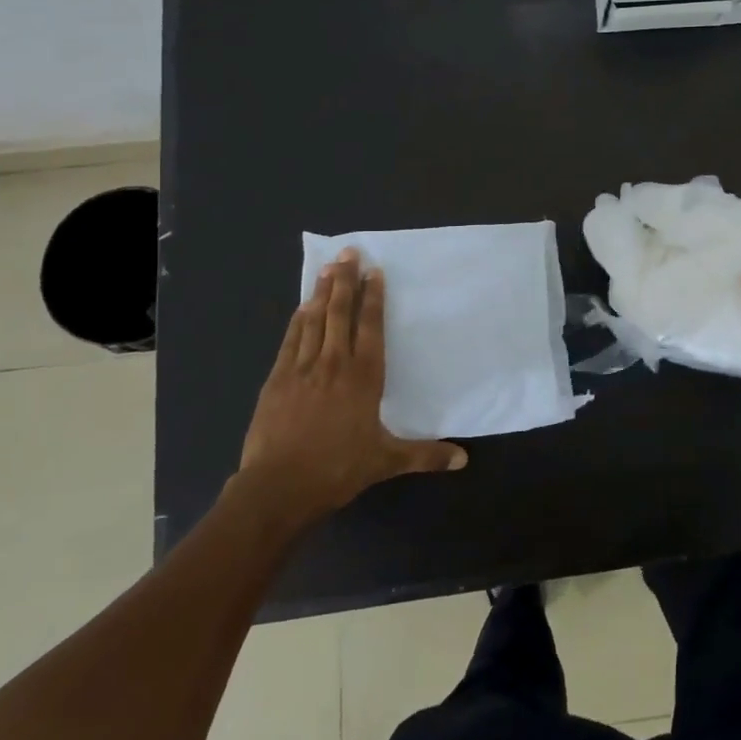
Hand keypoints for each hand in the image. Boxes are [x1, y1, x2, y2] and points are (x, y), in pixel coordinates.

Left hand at [238, 249, 466, 522]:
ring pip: (314, 320)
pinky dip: (298, 319)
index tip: (374, 271)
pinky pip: (291, 340)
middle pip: (340, 313)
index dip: (373, 297)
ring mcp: (302, 368)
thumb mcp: (386, 462)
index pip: (370, 327)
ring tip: (327, 267)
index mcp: (363, 377)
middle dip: (345, 281)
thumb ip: (425, 455)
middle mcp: (334, 363)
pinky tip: (301, 306)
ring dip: (321, 291)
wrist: (278, 487)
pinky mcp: (277, 379)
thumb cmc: (337, 469)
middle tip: (348, 252)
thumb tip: (463, 460)